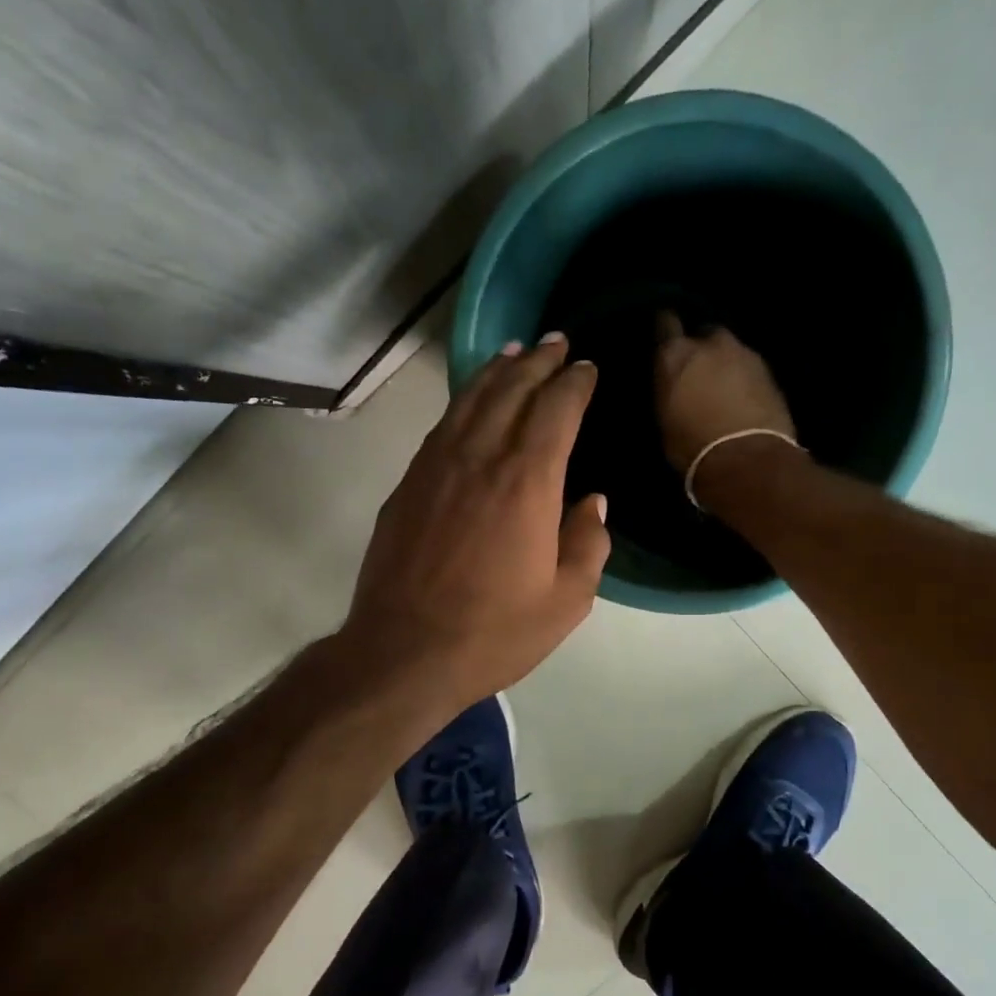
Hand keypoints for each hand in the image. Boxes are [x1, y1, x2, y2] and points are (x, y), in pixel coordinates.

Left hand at [343, 333, 609, 708]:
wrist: (404, 652)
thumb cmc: (494, 632)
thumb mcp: (566, 601)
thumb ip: (588, 544)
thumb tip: (592, 502)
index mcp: (527, 482)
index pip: (556, 410)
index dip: (574, 383)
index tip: (587, 368)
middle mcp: (480, 458)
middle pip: (511, 390)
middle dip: (537, 361)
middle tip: (555, 342)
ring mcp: (436, 468)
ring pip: (470, 400)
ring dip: (496, 371)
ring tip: (513, 352)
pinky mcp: (407, 486)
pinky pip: (441, 427)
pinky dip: (463, 402)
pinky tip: (470, 403)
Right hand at [653, 312, 796, 492]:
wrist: (745, 459)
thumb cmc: (692, 447)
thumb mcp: (665, 420)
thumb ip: (670, 391)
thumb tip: (675, 387)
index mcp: (675, 354)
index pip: (666, 323)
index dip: (666, 331)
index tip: (666, 340)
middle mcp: (710, 344)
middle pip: (704, 333)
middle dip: (702, 348)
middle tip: (699, 371)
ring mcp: (744, 353)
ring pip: (730, 350)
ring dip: (726, 363)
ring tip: (724, 388)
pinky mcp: (769, 370)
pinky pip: (750, 367)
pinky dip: (745, 378)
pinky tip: (743, 398)